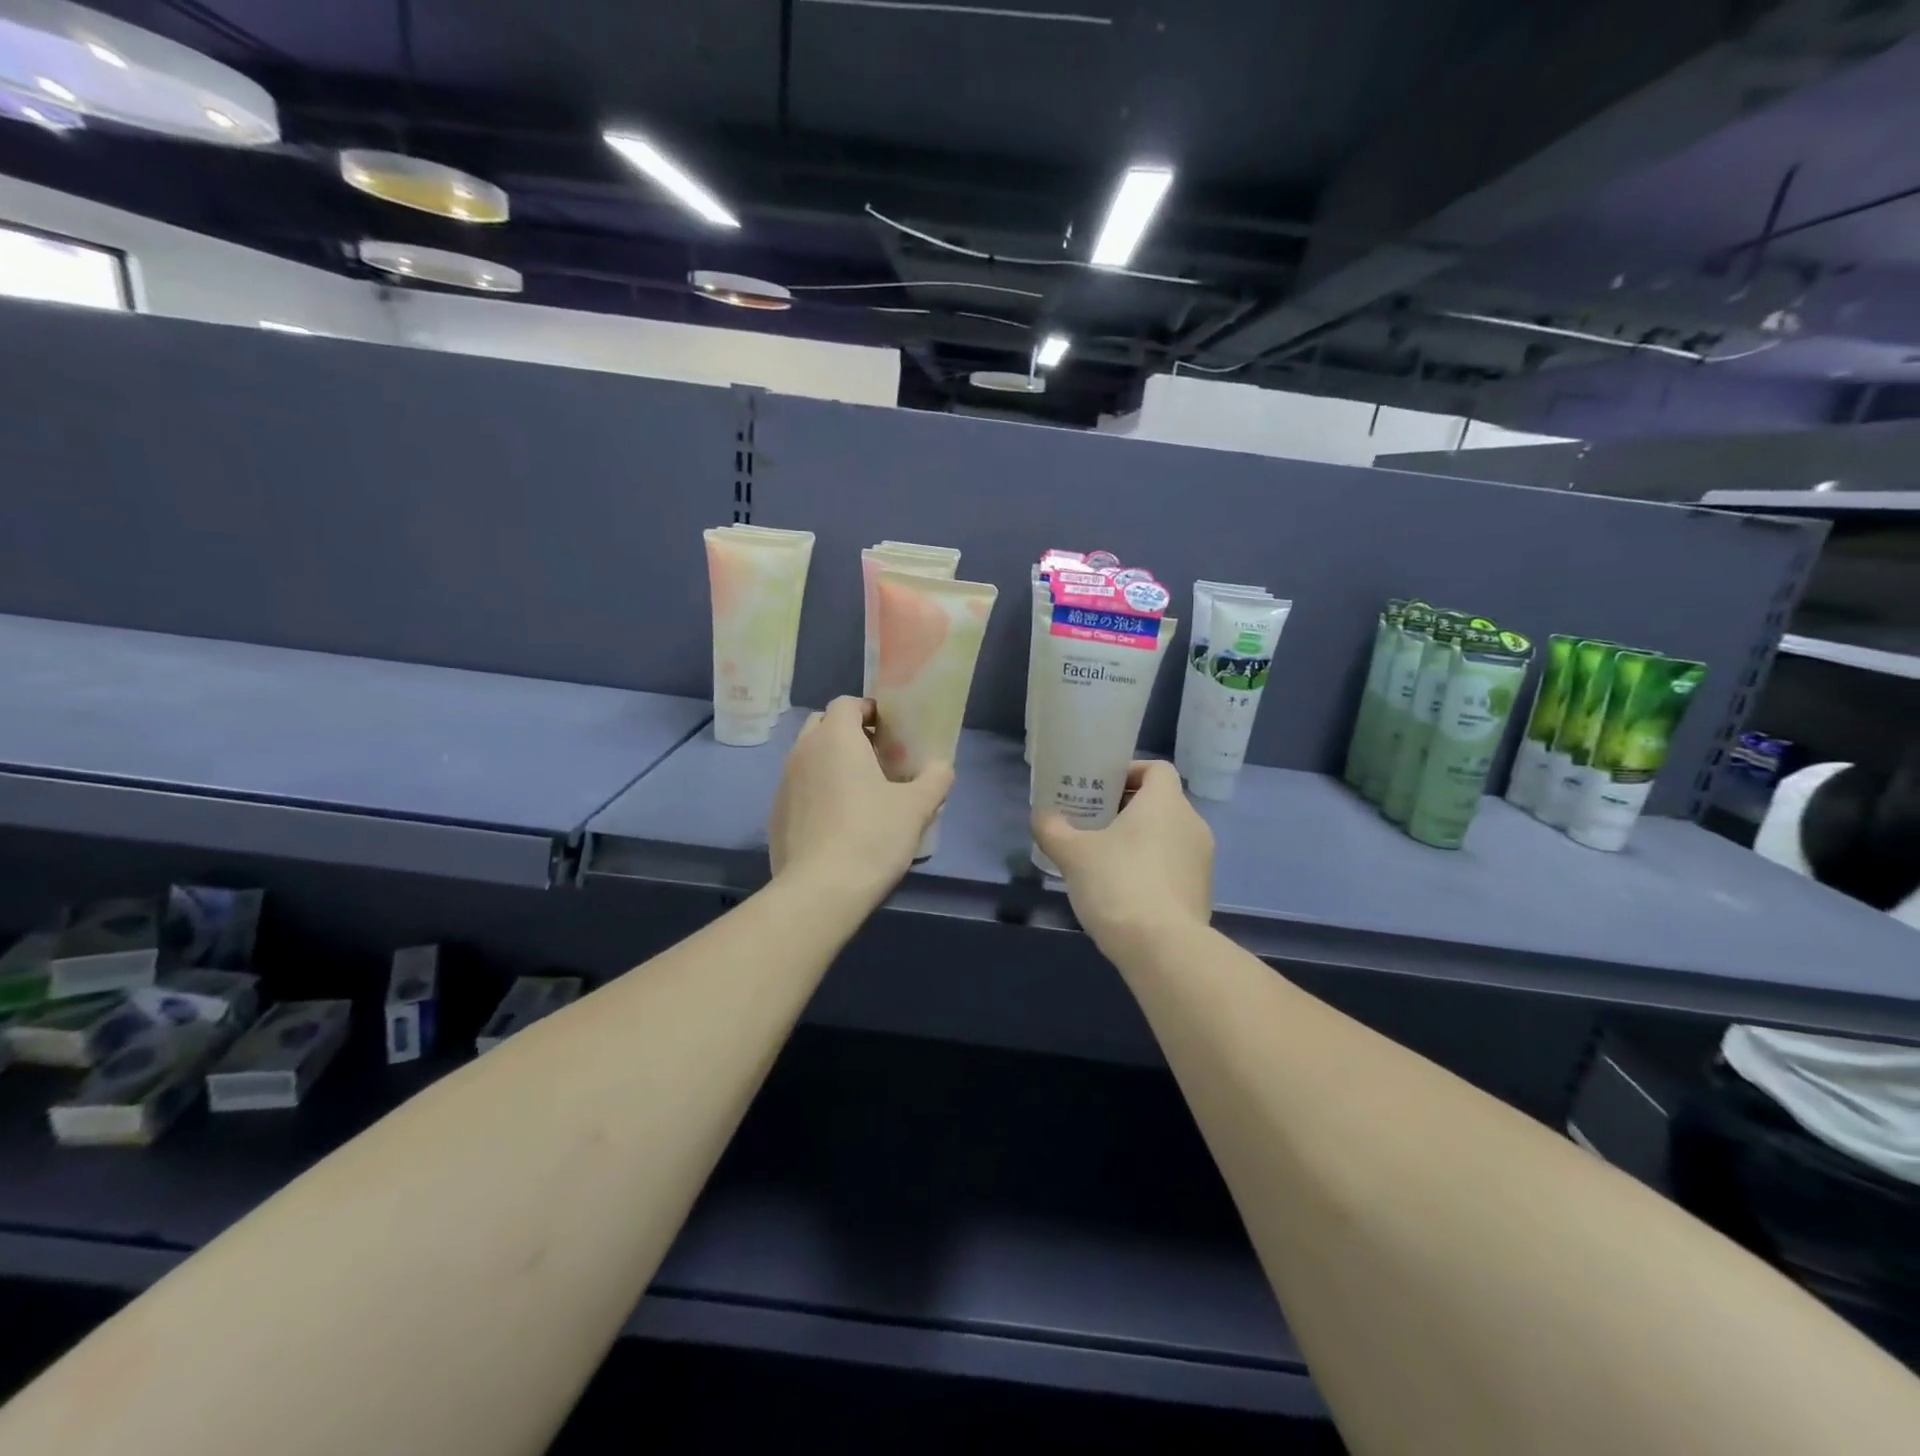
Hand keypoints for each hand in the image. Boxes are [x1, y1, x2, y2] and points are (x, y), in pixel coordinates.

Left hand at [769, 697, 954, 903]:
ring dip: (830, 763)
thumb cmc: (872, 836)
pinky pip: (799, 789)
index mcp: (835, 738)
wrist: (819, 891)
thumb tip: (942, 765)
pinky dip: (817, 792)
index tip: (890, 731)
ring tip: (859, 791)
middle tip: (876, 758)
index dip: (868, 710)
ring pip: (808, 757)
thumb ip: (935, 778)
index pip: (846, 703)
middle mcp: (803, 751)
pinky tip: (837, 822)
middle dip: (847, 733)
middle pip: (822, 725)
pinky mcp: (776, 815)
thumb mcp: (917, 807)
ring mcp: (784, 783)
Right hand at [1033, 760, 1213, 954]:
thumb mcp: (1073, 854)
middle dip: (1128, 808)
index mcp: (1166, 803)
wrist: (1162, 948)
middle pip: (1161, 803)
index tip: (1102, 788)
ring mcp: (1202, 861)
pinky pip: (1175, 867)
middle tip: (1094, 821)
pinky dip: (1152, 868)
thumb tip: (1041, 816)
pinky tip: (1124, 890)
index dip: (1130, 772)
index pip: (1157, 769)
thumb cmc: (1118, 884)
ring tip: (1105, 857)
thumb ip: (1053, 830)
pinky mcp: (1202, 892)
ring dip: (1140, 840)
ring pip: (1169, 836)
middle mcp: (1192, 824)